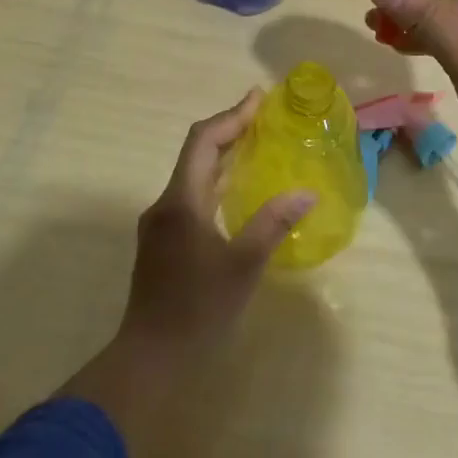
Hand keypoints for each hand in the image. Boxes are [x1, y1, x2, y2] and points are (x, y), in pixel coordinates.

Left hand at [56, 92, 313, 440]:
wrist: (150, 358)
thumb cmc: (198, 310)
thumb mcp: (243, 266)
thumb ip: (273, 224)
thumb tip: (306, 193)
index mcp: (181, 202)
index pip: (203, 141)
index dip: (231, 116)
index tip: (259, 99)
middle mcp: (166, 204)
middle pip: (196, 153)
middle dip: (229, 130)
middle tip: (264, 117)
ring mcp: (161, 224)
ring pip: (193, 175)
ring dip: (223, 155)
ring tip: (256, 145)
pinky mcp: (163, 242)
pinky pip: (192, 195)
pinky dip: (216, 180)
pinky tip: (238, 191)